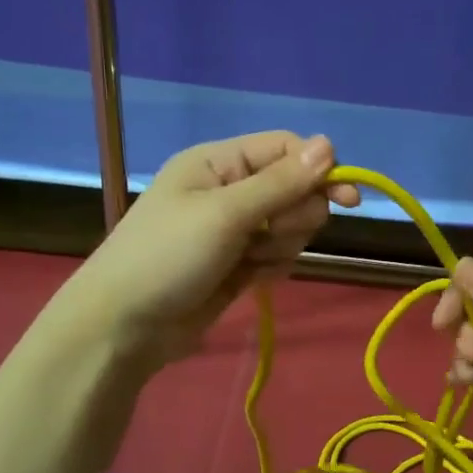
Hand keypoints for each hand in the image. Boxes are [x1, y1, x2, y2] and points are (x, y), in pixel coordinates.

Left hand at [70, 132, 358, 364]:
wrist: (124, 328)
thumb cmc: (167, 258)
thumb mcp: (225, 214)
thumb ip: (281, 182)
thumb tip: (329, 144)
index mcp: (219, 162)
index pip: (286, 149)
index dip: (319, 170)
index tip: (348, 200)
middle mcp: (230, 188)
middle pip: (296, 189)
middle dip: (293, 216)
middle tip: (265, 236)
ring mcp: (235, 228)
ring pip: (291, 225)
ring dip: (280, 246)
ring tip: (248, 263)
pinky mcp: (239, 263)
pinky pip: (279, 254)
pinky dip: (271, 267)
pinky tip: (249, 280)